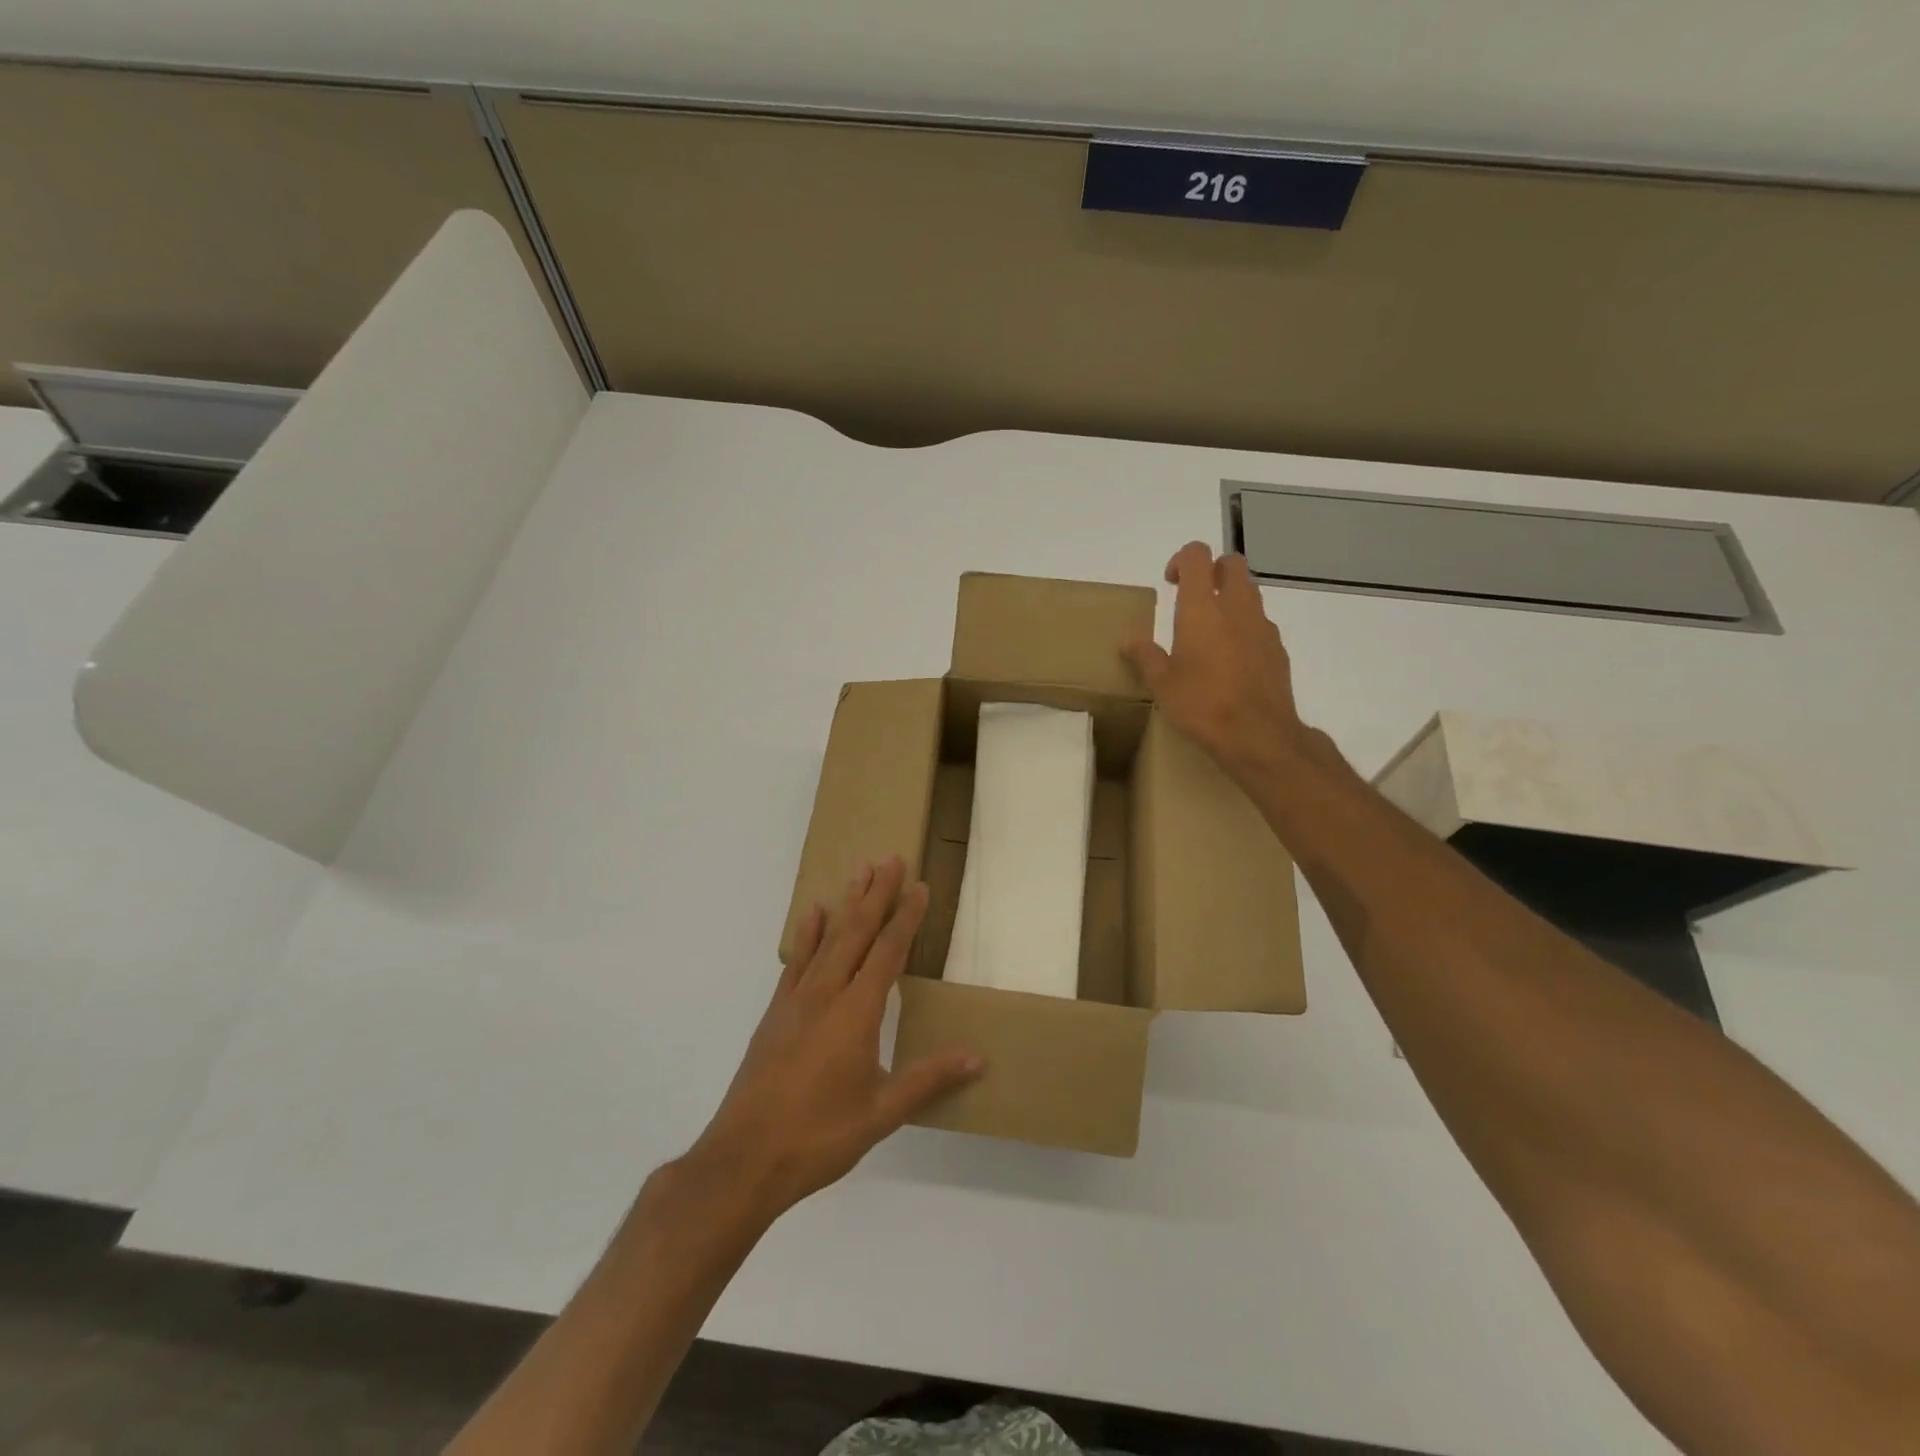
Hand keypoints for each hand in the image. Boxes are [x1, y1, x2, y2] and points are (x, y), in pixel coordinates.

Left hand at [682, 859, 983, 1220]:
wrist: (744, 1159)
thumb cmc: (819, 1136)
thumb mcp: (882, 1112)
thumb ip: (928, 1079)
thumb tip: (979, 1058)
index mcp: (857, 1012)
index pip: (888, 952)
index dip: (906, 917)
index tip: (918, 886)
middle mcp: (827, 993)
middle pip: (857, 932)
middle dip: (876, 894)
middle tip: (889, 858)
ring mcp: (796, 1000)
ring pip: (827, 939)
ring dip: (846, 904)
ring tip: (859, 871)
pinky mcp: (775, 1013)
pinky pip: (795, 962)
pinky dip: (807, 935)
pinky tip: (813, 915)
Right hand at [1122, 541, 1309, 776]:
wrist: (1258, 734)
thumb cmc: (1202, 705)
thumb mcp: (1162, 684)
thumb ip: (1145, 656)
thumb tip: (1128, 640)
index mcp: (1201, 609)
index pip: (1197, 555)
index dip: (1182, 560)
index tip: (1171, 583)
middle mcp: (1235, 607)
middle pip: (1232, 563)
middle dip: (1213, 570)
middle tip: (1194, 597)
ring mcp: (1262, 626)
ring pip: (1249, 591)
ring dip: (1230, 597)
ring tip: (1211, 631)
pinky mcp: (1277, 647)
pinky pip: (1260, 623)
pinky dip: (1245, 627)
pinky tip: (1231, 659)